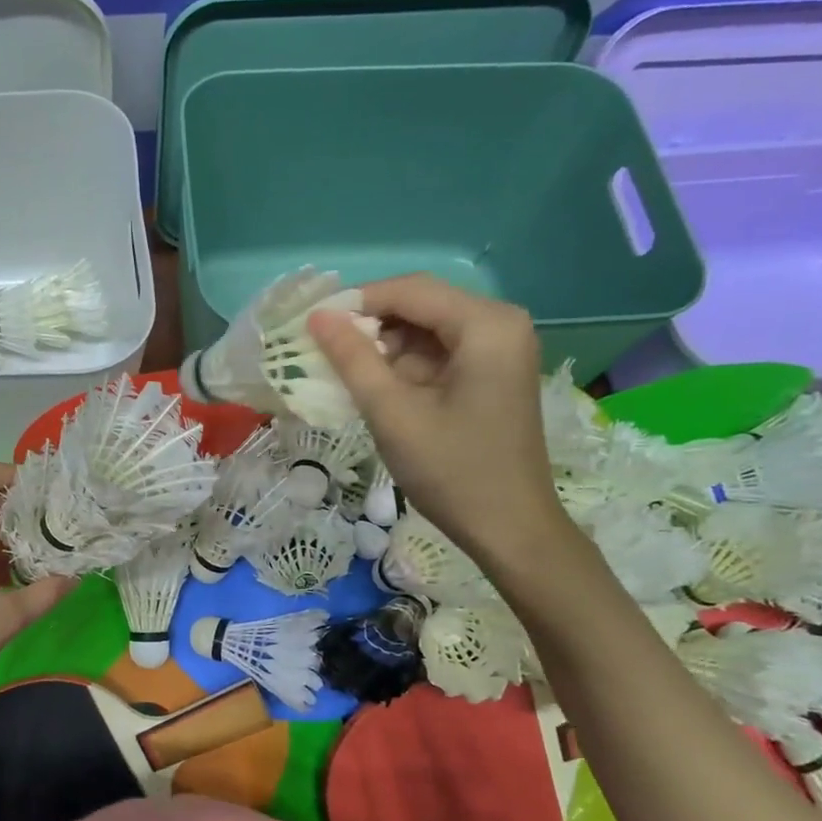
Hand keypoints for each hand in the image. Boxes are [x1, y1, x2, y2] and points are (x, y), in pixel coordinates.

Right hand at [310, 274, 569, 568]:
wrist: (509, 529)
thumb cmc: (452, 471)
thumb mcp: (393, 413)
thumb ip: (353, 359)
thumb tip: (317, 316)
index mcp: (487, 325)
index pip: (410, 290)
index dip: (356, 302)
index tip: (311, 325)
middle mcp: (500, 324)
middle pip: (420, 305)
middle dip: (369, 326)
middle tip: (322, 352)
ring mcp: (499, 349)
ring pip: (425, 330)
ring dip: (383, 347)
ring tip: (341, 373)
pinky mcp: (491, 373)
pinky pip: (437, 353)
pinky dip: (403, 366)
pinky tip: (374, 388)